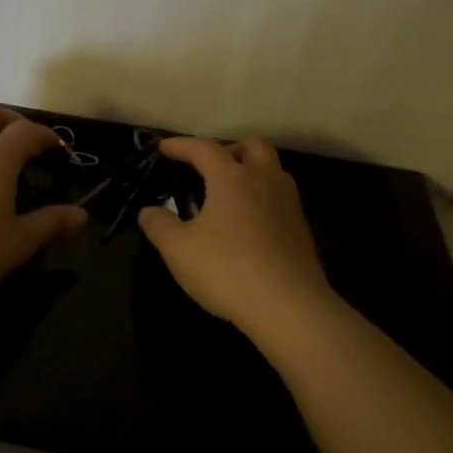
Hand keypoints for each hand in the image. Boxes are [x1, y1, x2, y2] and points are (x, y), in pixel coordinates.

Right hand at [137, 136, 338, 336]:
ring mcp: (289, 205)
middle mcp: (265, 181)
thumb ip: (159, 225)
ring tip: (230, 195)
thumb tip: (149, 211)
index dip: (181, 145)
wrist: (289, 308)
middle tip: (210, 167)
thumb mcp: (178, 249)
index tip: (163, 148)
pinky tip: (247, 225)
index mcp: (232, 178)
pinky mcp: (302, 231)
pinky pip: (281, 199)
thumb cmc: (227, 269)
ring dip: (252, 172)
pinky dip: (263, 199)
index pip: (204, 148)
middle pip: (254, 145)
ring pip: (274, 171)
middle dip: (230, 148)